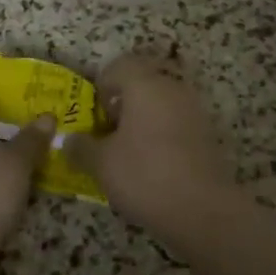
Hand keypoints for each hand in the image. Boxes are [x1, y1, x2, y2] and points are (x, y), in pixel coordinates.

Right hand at [65, 54, 230, 234]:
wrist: (202, 209)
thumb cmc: (145, 175)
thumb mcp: (101, 163)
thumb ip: (81, 147)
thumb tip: (68, 140)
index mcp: (145, 84)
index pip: (120, 65)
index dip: (103, 85)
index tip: (96, 114)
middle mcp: (172, 88)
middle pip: (144, 80)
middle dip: (124, 100)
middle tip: (111, 128)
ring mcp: (194, 109)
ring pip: (163, 100)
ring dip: (145, 116)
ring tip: (130, 147)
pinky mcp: (207, 132)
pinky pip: (178, 119)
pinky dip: (163, 131)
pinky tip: (154, 161)